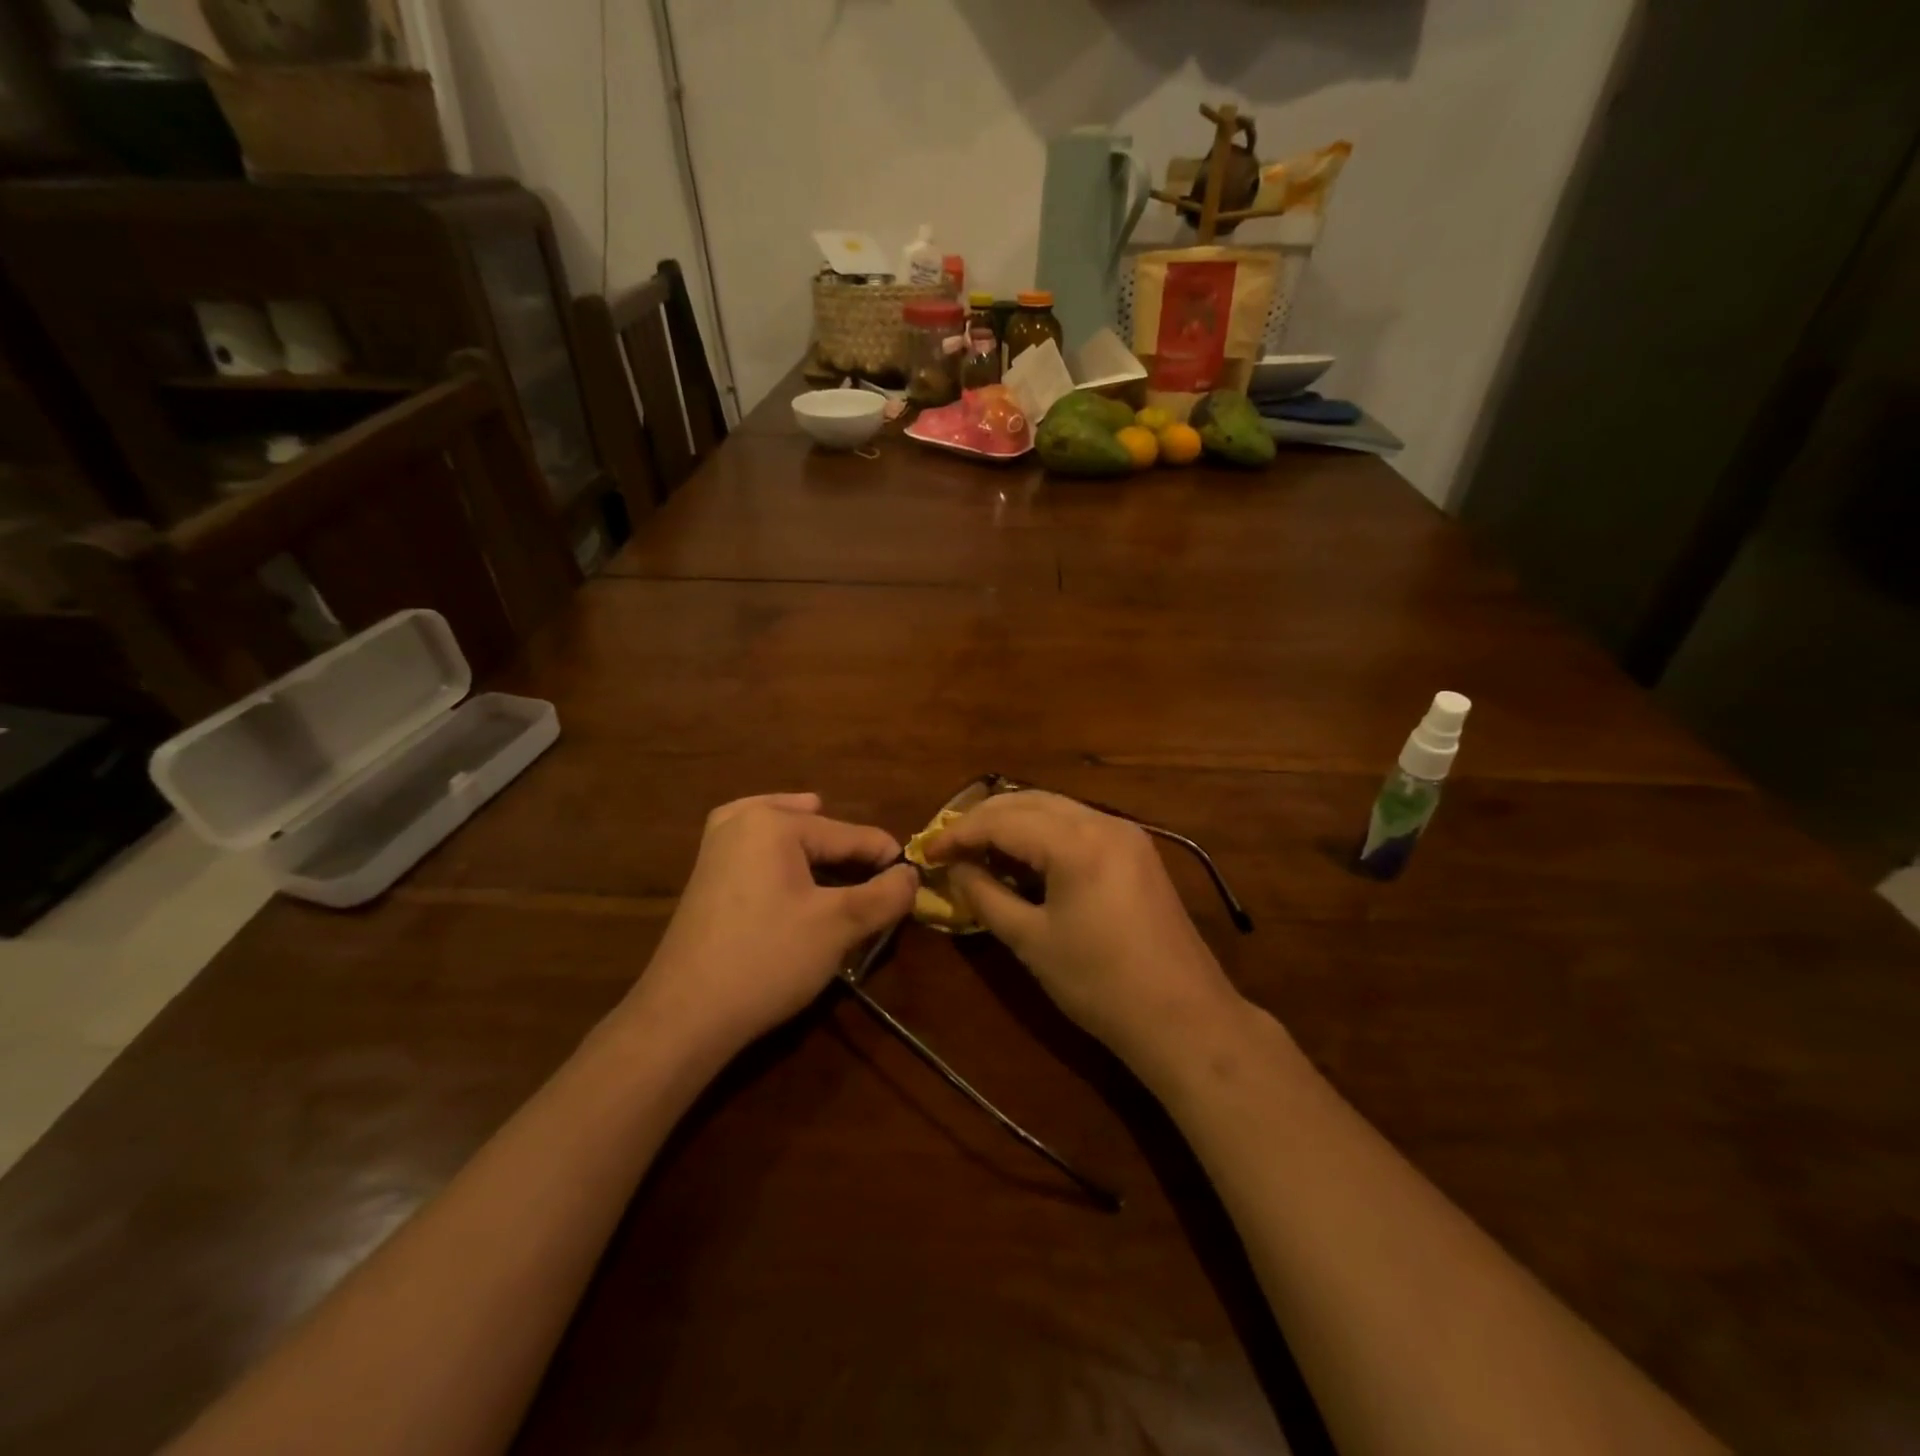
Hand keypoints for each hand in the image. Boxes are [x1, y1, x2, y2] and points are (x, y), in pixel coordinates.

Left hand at [625, 793, 917, 1055]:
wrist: (685, 1015)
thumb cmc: (767, 959)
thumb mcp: (839, 926)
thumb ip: (885, 894)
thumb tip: (912, 875)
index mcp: (775, 822)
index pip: (851, 835)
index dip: (887, 860)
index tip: (915, 884)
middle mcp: (742, 818)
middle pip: (819, 829)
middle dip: (851, 857)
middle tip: (879, 886)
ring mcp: (717, 844)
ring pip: (787, 834)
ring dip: (820, 854)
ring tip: (846, 872)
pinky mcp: (707, 872)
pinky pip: (761, 849)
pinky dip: (787, 858)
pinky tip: (799, 876)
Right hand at [924, 791, 1243, 1074]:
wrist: (1182, 1016)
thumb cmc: (1099, 984)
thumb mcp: (1031, 941)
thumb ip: (985, 896)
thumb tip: (955, 870)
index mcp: (1076, 842)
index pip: (1002, 821)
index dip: (959, 833)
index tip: (927, 852)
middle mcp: (1102, 822)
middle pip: (1028, 801)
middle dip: (983, 819)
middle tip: (949, 846)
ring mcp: (1125, 832)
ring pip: (1054, 807)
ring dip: (1013, 821)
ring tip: (979, 848)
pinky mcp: (1136, 849)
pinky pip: (1078, 823)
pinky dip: (1043, 831)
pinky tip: (1024, 855)